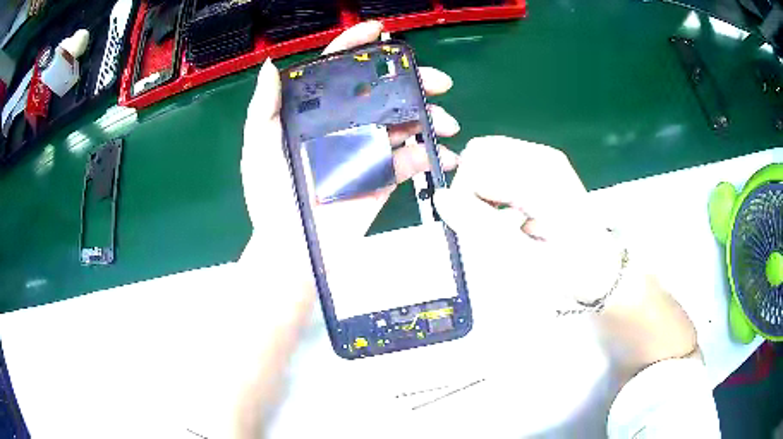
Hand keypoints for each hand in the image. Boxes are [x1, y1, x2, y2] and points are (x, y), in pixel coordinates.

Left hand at [241, 21, 459, 269]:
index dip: (357, 46)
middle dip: (414, 81)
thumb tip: (271, 66)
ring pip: (406, 121)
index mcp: (317, 112)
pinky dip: (432, 155)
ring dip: (431, 116)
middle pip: (384, 91)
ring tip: (446, 122)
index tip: (380, 31)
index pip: (339, 70)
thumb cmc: (270, 196)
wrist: (292, 247)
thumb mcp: (257, 148)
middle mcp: (346, 124)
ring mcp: (368, 150)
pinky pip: (412, 160)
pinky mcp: (384, 177)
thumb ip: (263, 108)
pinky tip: (444, 155)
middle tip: (438, 82)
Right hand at [433, 136, 623, 312]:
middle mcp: (542, 158)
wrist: (600, 269)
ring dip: (482, 187)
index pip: (477, 165)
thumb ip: (480, 226)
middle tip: (484, 222)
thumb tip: (441, 197)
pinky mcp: (543, 164)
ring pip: (487, 155)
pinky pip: (500, 162)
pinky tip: (510, 211)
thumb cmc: (568, 271)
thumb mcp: (523, 259)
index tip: (473, 228)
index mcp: (542, 177)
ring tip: (500, 220)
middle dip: (470, 187)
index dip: (464, 197)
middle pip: (480, 152)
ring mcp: (544, 158)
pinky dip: (494, 186)